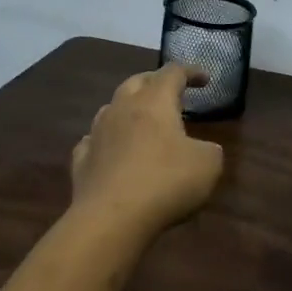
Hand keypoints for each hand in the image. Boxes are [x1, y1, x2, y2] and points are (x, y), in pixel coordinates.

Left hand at [70, 64, 224, 234]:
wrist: (111, 218)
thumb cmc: (165, 182)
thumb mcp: (208, 165)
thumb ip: (209, 150)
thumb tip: (202, 149)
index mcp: (154, 101)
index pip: (173, 73)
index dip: (191, 72)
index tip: (205, 80)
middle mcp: (122, 108)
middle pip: (137, 82)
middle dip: (155, 82)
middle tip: (171, 93)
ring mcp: (97, 133)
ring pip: (111, 108)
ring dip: (128, 109)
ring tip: (141, 121)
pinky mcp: (82, 160)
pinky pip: (94, 141)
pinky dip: (107, 141)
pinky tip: (112, 151)